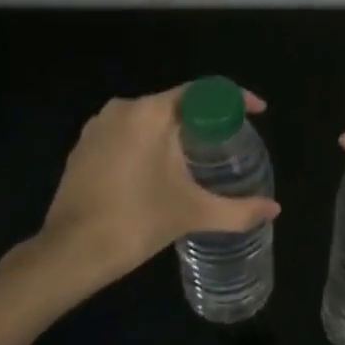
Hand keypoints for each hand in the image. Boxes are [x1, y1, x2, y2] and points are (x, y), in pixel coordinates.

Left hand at [40, 85, 279, 290]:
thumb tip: (274, 210)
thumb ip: (238, 210)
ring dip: (173, 133)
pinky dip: (146, 144)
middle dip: (204, 121)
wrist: (70, 253)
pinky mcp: (83, 146)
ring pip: (149, 118)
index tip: (256, 113)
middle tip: (227, 144)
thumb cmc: (137, 222)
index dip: (235, 99)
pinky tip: (156, 172)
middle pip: (176, 103)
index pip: (203, 91)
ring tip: (195, 160)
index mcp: (151, 113)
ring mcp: (98, 126)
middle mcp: (123, 108)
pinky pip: (126, 133)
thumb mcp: (193, 213)